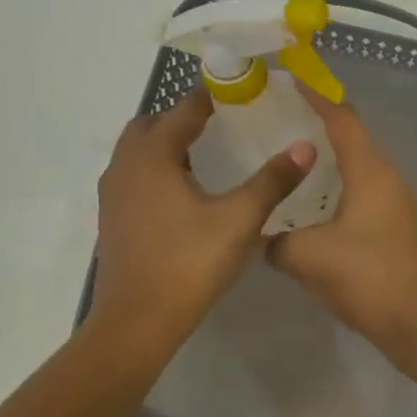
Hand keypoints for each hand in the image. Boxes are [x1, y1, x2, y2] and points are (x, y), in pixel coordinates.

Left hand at [89, 92, 314, 350]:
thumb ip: (272, 180)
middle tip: (220, 125)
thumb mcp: (240, 220)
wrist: (137, 322)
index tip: (240, 94)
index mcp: (152, 156)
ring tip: (205, 155)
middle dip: (182, 118)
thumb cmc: (189, 264)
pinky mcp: (112, 219)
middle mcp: (125, 166)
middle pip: (151, 125)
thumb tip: (305, 146)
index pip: (183, 109)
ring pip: (138, 152)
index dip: (212, 98)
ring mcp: (112, 194)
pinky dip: (156, 170)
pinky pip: (134, 176)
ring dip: (166, 144)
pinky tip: (184, 193)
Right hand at [268, 92, 416, 351]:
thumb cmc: (367, 276)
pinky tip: (310, 214)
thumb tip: (267, 239)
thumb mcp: (308, 256)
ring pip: (356, 174)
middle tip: (278, 126)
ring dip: (326, 167)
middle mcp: (387, 180)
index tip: (290, 79)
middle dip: (318, 129)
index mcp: (370, 171)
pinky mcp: (395, 233)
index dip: (316, 96)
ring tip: (288, 168)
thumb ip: (278, 241)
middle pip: (352, 142)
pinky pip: (360, 200)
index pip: (342, 119)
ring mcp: (395, 207)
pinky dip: (335, 196)